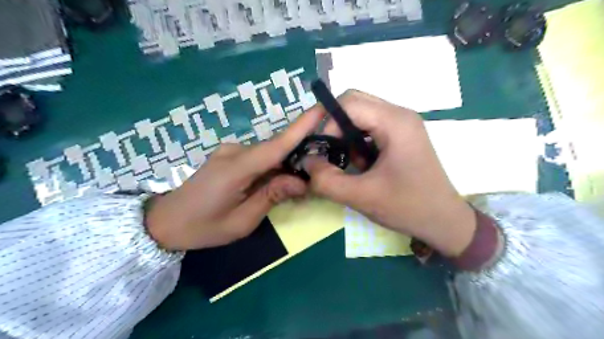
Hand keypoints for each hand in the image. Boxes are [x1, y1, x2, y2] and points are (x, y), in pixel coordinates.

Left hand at [145, 108, 324, 249]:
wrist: (165, 222)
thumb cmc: (203, 227)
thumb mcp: (242, 221)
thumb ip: (272, 197)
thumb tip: (301, 182)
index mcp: (236, 169)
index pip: (276, 145)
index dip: (300, 127)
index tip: (321, 108)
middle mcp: (234, 151)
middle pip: (275, 150)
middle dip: (297, 159)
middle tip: (312, 180)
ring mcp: (229, 151)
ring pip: (267, 155)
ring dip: (283, 167)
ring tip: (293, 188)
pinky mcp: (228, 155)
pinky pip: (257, 158)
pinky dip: (270, 168)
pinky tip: (272, 184)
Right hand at [308, 91, 476, 254]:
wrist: (444, 221)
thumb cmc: (408, 207)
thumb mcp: (362, 197)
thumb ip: (327, 180)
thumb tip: (306, 161)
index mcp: (395, 122)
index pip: (349, 102)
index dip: (328, 123)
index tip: (322, 150)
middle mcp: (400, 115)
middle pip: (354, 103)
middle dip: (335, 126)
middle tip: (328, 152)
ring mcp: (402, 123)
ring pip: (361, 115)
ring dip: (346, 135)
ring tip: (348, 162)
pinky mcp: (401, 135)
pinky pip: (370, 127)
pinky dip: (357, 141)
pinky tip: (362, 164)